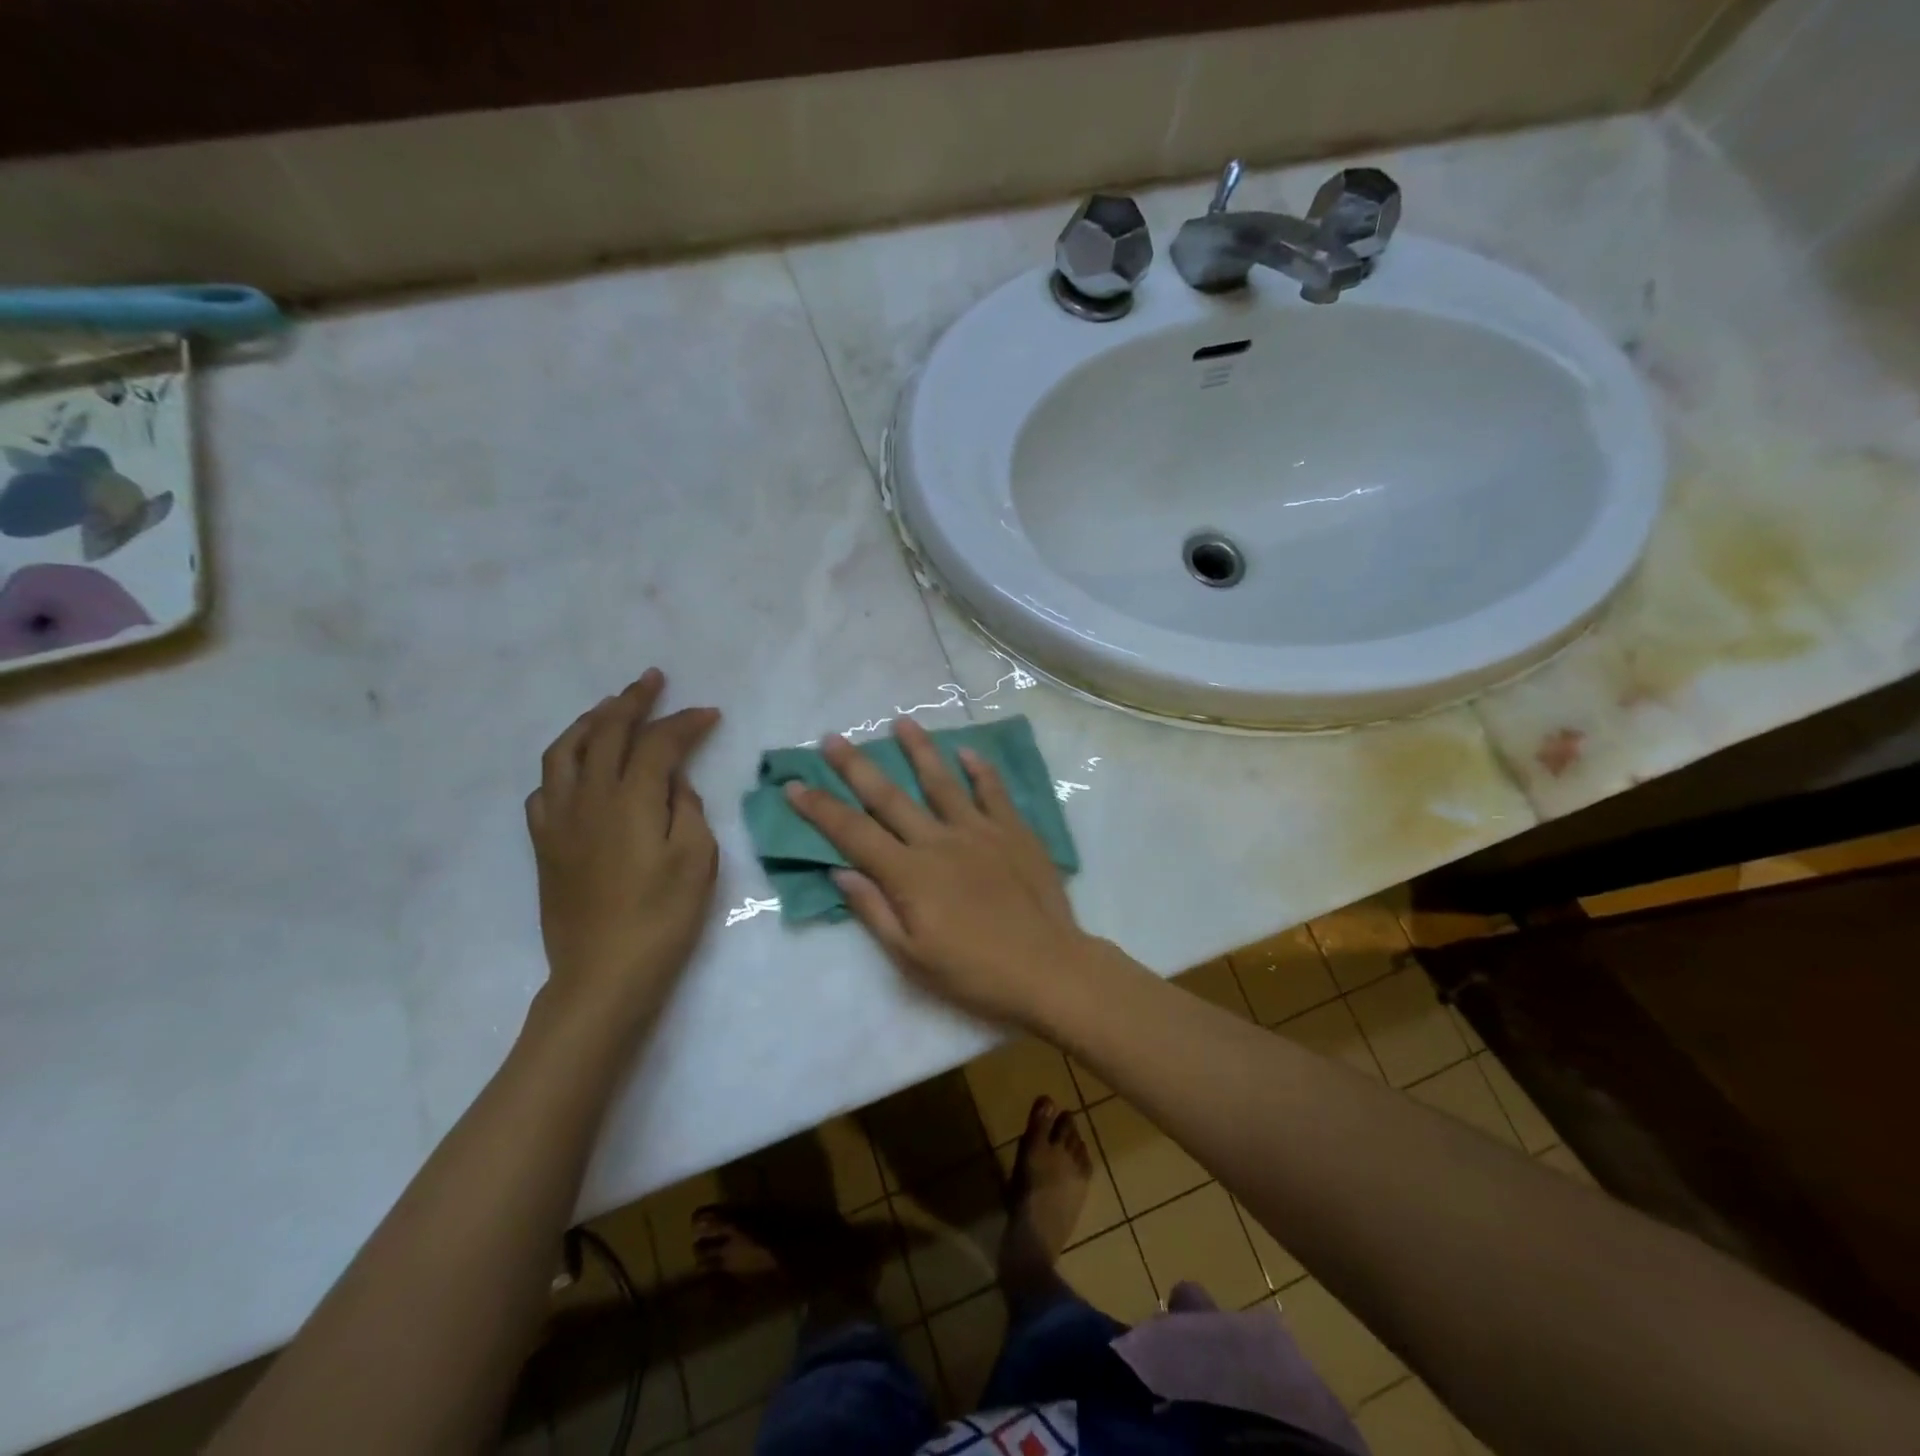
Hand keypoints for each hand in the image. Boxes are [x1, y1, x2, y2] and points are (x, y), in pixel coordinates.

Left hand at [525, 669, 720, 1026]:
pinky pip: (545, 788)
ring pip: (565, 751)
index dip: (685, 723)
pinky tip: (578, 767)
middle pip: (606, 732)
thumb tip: (673, 782)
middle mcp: (589, 798)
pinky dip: (563, 764)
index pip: (658, 743)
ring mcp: (559, 820)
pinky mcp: (544, 844)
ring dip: (590, 721)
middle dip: (632, 701)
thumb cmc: (663, 918)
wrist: (604, 974)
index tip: (709, 714)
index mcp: (631, 800)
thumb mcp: (697, 860)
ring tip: (610, 707)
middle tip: (653, 680)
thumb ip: (687, 808)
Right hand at [784, 718, 1088, 1025]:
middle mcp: (938, 841)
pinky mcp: (1014, 831)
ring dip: (919, 750)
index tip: (795, 785)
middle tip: (833, 738)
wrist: (1047, 968)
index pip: (853, 833)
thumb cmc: (974, 972)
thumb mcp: (911, 957)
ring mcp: (979, 830)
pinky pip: (993, 791)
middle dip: (856, 767)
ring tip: (901, 722)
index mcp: (909, 874)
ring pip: (941, 781)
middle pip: (889, 797)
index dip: (821, 809)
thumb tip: (839, 871)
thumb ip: (874, 910)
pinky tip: (968, 751)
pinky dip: (980, 769)